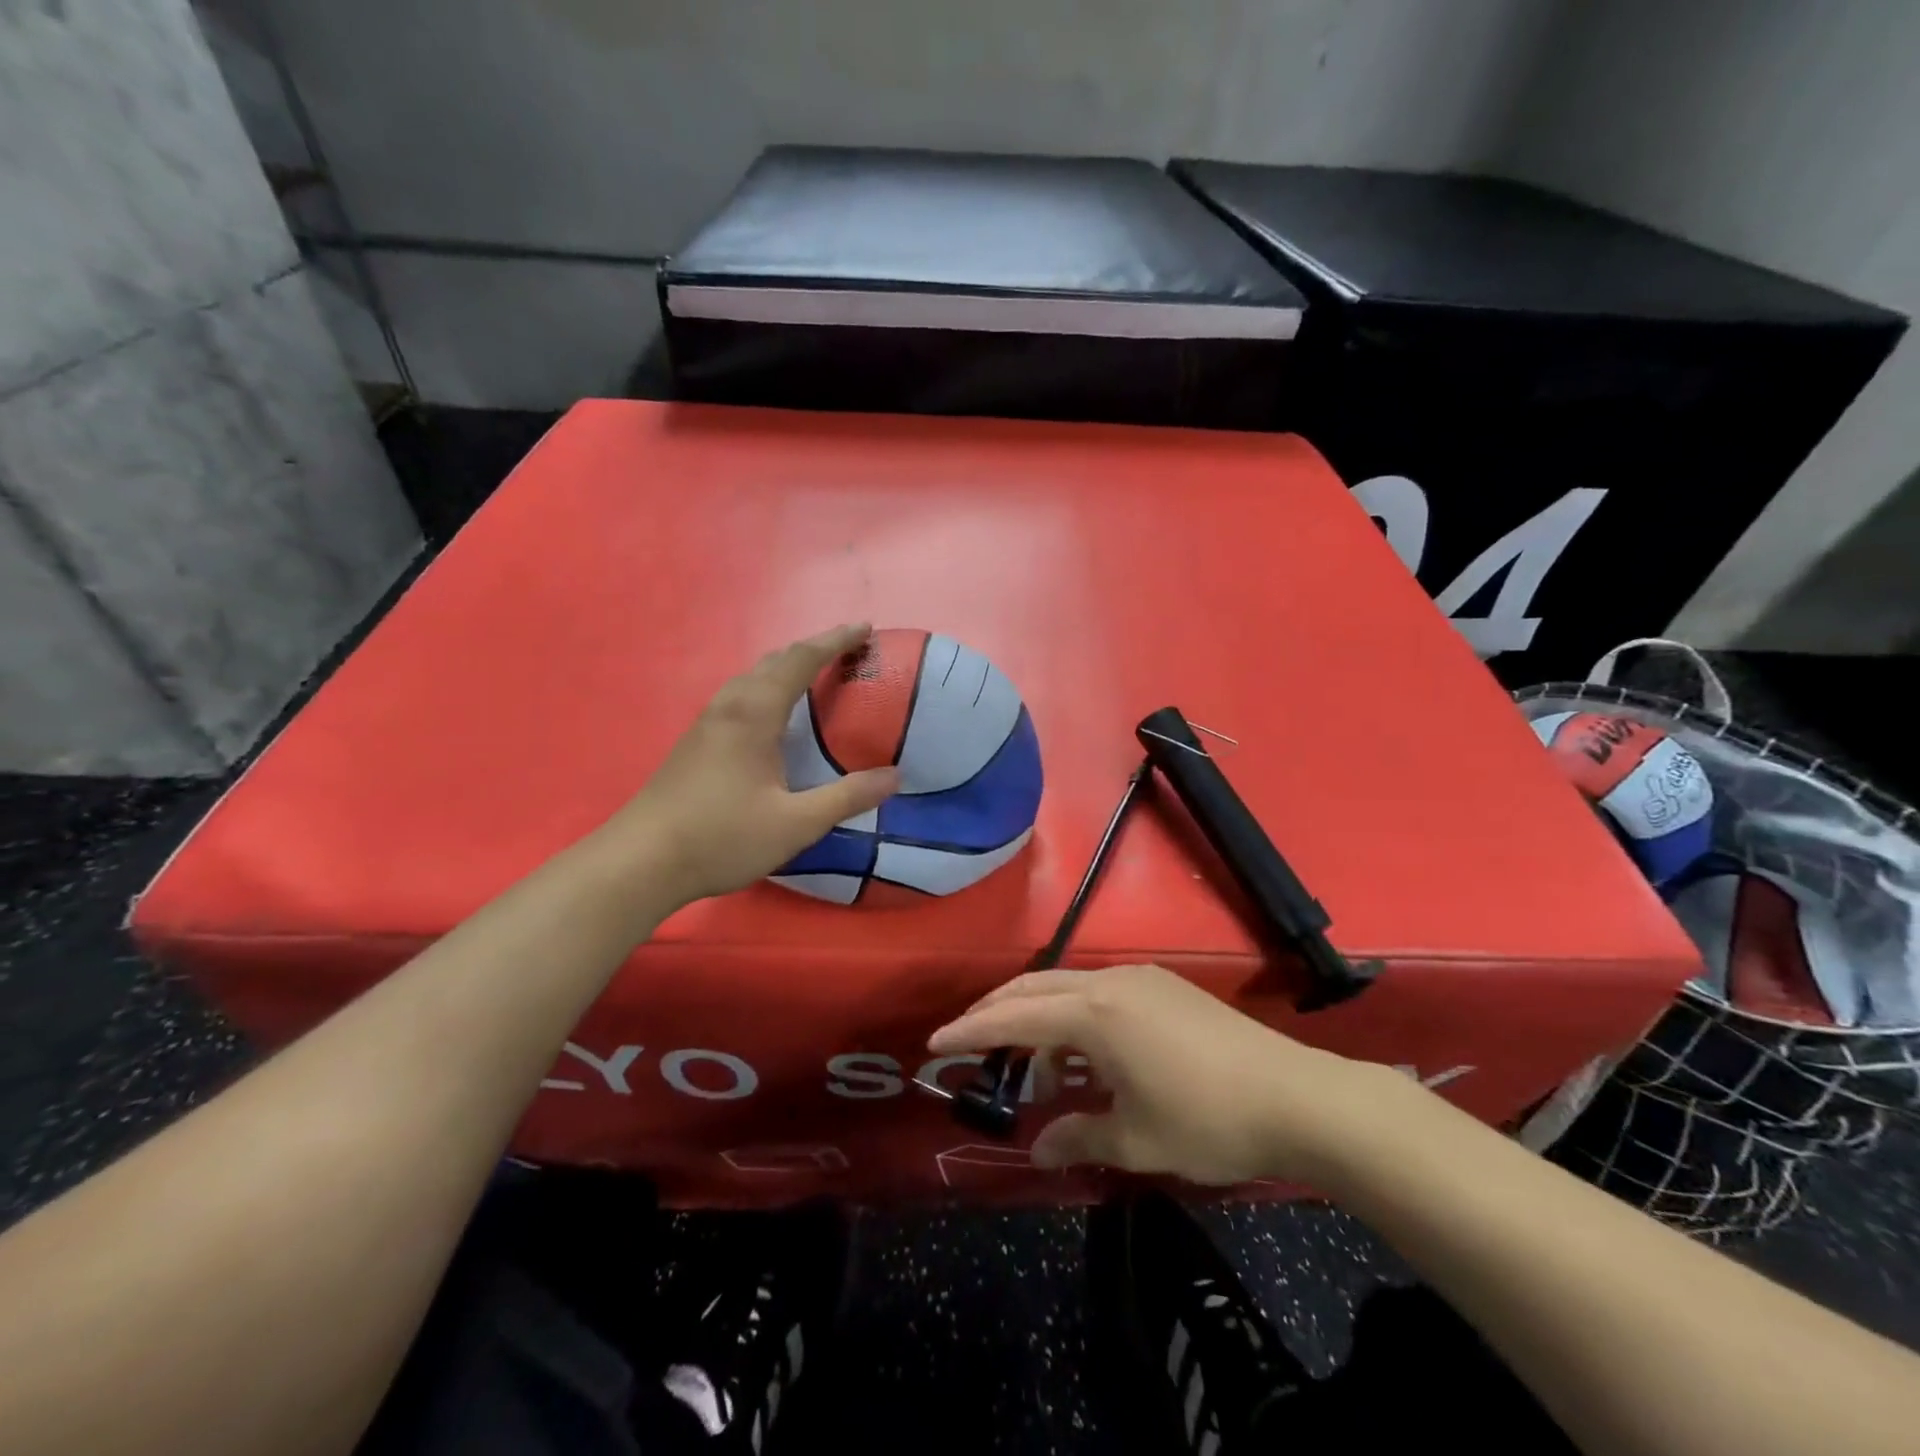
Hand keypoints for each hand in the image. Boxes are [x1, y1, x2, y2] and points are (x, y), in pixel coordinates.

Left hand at [610, 624, 899, 904]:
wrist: (641, 861)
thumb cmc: (722, 836)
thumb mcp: (796, 823)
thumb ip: (847, 797)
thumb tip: (894, 776)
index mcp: (754, 713)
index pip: (800, 660)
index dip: (835, 640)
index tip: (865, 629)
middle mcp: (729, 706)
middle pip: (774, 661)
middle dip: (813, 649)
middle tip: (848, 651)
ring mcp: (707, 723)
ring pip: (752, 677)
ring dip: (787, 667)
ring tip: (816, 676)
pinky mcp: (695, 742)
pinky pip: (740, 695)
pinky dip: (768, 688)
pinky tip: (774, 715)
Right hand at [929, 964, 1417, 1185]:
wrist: (1295, 1096)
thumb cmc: (1206, 1120)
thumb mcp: (1135, 1139)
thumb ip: (1077, 1136)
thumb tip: (1038, 1146)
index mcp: (1094, 1013)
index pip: (1015, 1017)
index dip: (972, 1029)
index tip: (935, 1041)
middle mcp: (1109, 982)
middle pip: (1034, 987)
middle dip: (995, 1011)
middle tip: (966, 1039)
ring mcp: (1139, 979)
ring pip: (1067, 987)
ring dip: (1038, 1016)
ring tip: (1032, 1065)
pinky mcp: (1163, 987)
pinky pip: (1098, 992)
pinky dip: (1073, 1016)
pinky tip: (1084, 1054)